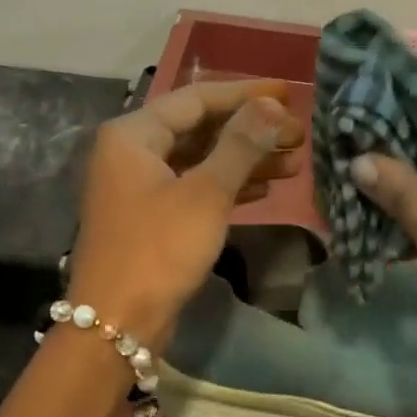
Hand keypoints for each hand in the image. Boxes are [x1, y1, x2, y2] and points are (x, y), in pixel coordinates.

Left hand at [67, 79, 304, 346]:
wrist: (118, 321)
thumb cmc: (160, 249)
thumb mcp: (206, 193)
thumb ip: (241, 146)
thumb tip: (273, 107)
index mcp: (134, 134)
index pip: (197, 98)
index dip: (245, 94)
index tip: (289, 94)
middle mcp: (132, 153)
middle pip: (200, 129)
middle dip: (250, 131)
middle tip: (299, 136)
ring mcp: (140, 188)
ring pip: (200, 161)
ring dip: (245, 161)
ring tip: (293, 164)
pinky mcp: (151, 218)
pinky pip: (194, 189)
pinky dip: (227, 187)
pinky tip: (264, 191)